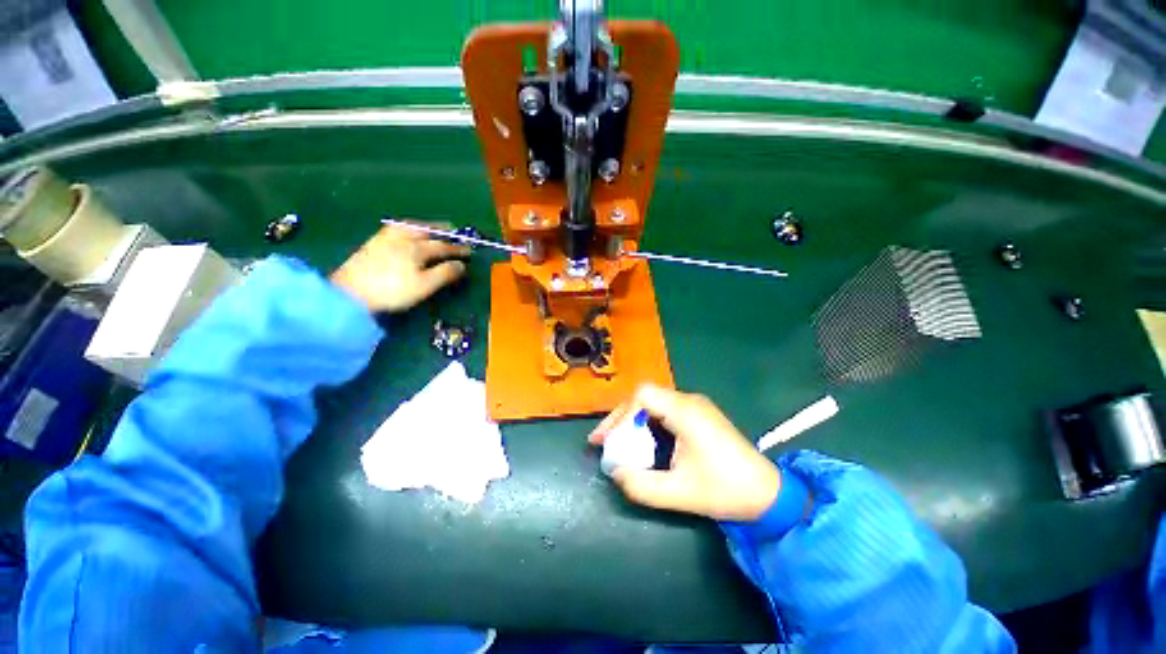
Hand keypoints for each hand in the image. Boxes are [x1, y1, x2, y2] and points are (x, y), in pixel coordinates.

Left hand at [330, 222, 469, 312]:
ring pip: (410, 226)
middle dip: (443, 231)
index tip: (470, 250)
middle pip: (427, 231)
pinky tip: (407, 231)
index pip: (443, 246)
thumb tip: (462, 265)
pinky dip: (408, 227)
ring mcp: (386, 238)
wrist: (350, 292)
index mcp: (417, 249)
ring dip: (425, 226)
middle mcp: (403, 238)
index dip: (458, 249)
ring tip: (433, 228)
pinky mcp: (373, 242)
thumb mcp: (424, 286)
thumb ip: (445, 274)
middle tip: (455, 232)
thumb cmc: (392, 291)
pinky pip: (396, 228)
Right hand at [589, 385, 781, 520]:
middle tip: (604, 442)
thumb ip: (641, 485)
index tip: (610, 440)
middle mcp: (689, 401)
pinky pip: (664, 411)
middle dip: (621, 418)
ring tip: (619, 443)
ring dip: (633, 421)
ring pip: (653, 403)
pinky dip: (648, 424)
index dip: (621, 415)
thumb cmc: (726, 490)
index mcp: (685, 412)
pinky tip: (644, 443)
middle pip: (645, 397)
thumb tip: (615, 472)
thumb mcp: (679, 493)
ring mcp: (695, 407)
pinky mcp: (699, 416)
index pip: (642, 395)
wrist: (768, 495)